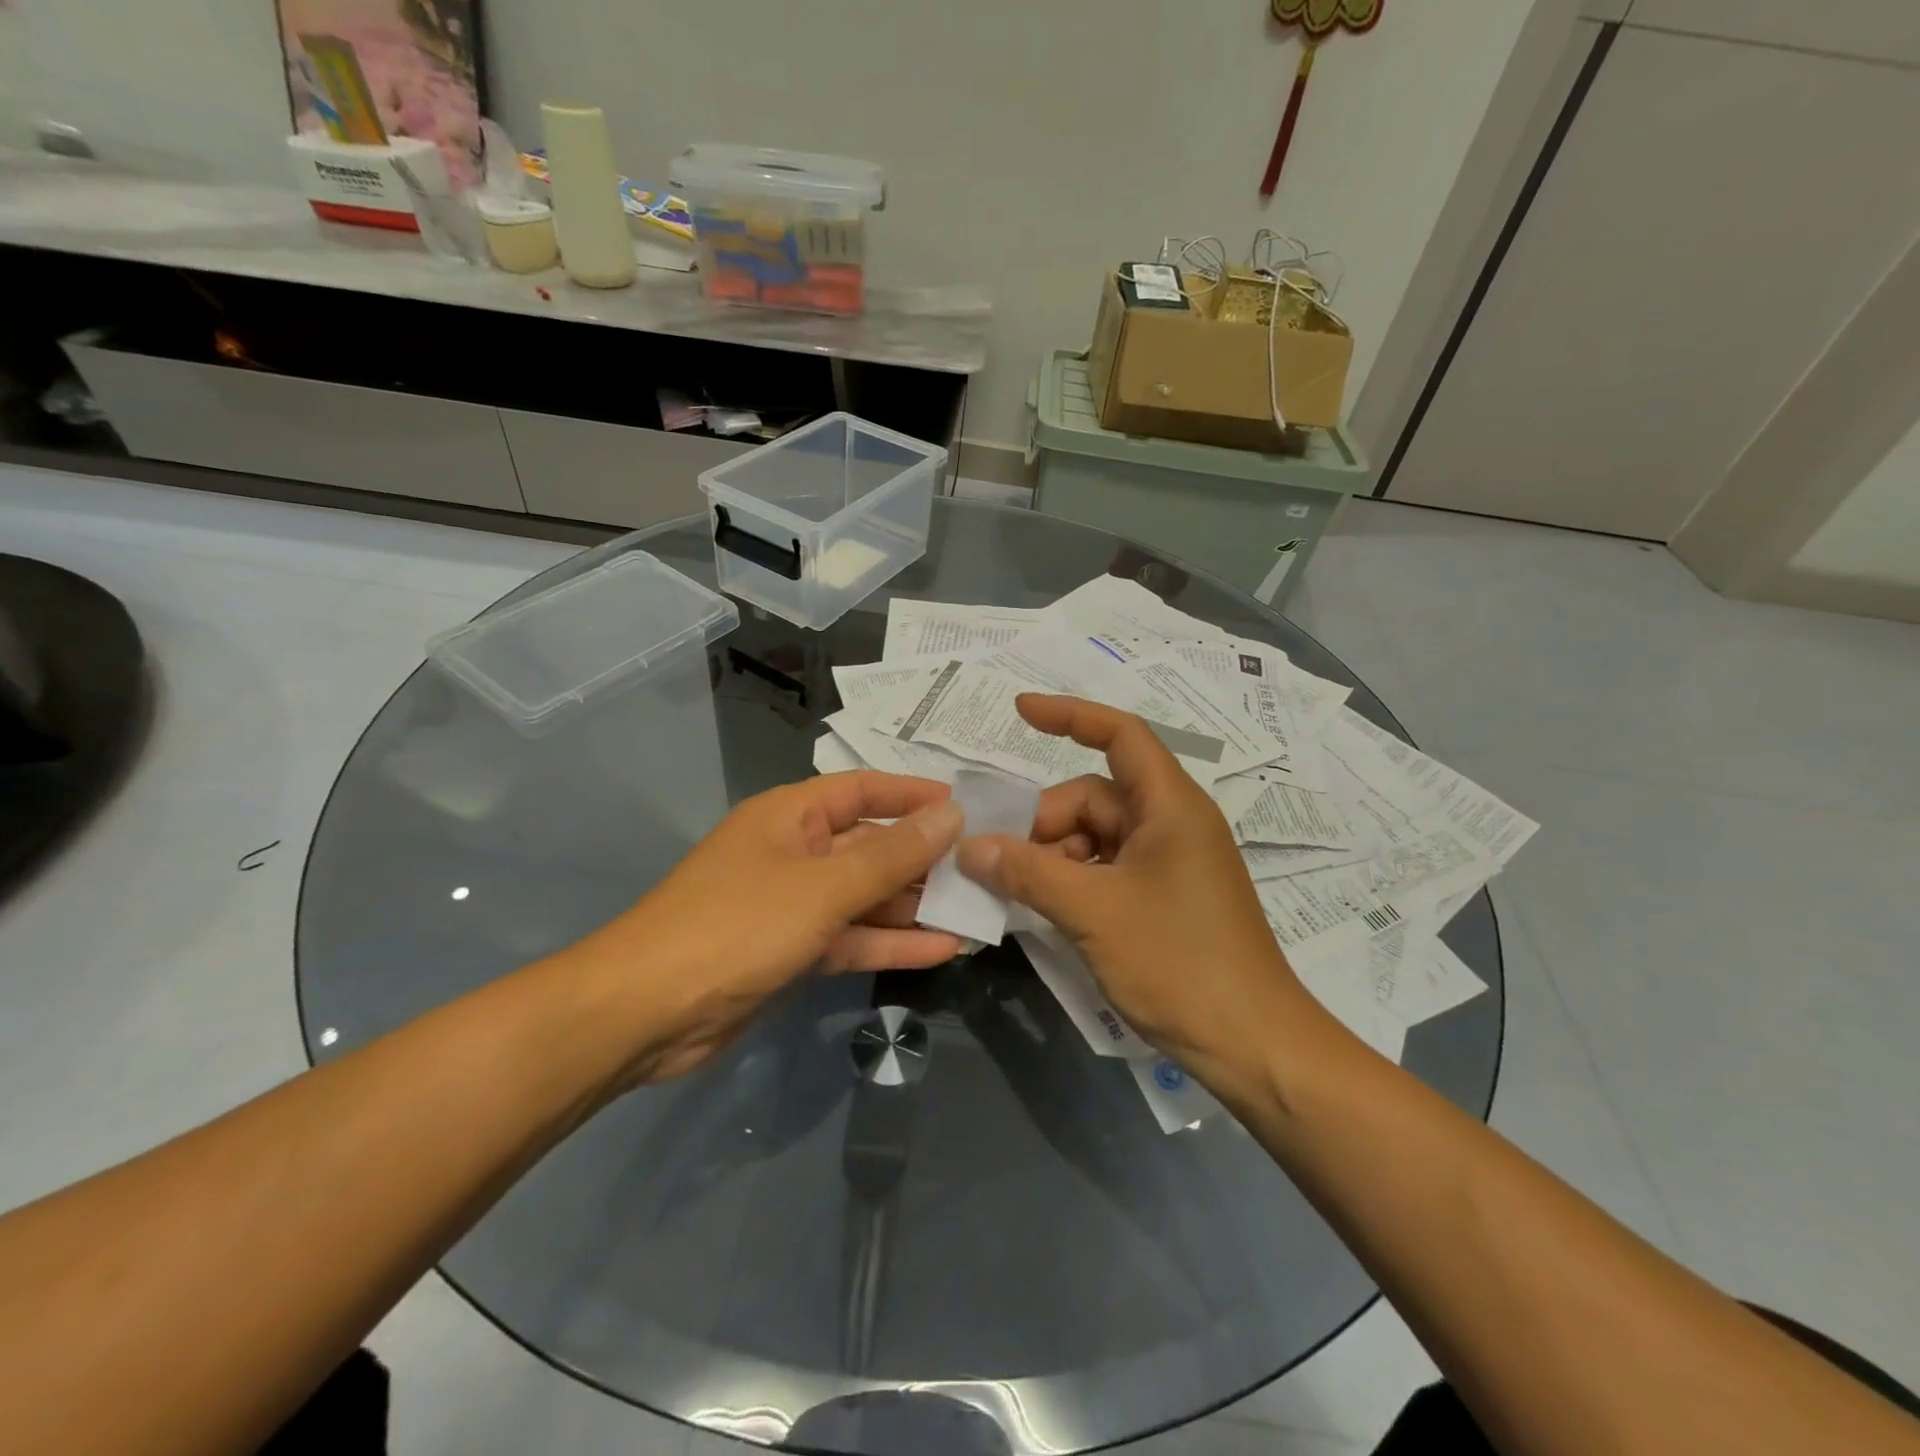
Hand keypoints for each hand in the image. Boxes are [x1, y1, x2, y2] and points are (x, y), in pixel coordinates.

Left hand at [564, 772, 963, 1084]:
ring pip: (865, 896)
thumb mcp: (823, 887)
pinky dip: (889, 942)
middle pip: (870, 845)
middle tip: (983, 868)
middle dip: (923, 858)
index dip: (914, 794)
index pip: (864, 789)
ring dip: (914, 905)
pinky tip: (943, 950)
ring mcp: (792, 904)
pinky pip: (850, 937)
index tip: (966, 805)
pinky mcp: (791, 950)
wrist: (646, 1013)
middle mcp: (794, 851)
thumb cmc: (738, 926)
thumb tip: (951, 816)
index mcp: (792, 815)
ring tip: (976, 911)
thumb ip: (891, 855)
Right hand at [957, 695, 1327, 1089]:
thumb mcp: (1093, 911)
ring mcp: (1170, 862)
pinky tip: (1048, 910)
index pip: (1119, 734)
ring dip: (1054, 857)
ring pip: (1096, 837)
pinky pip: (1107, 868)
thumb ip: (1027, 872)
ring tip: (1020, 894)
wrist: (1253, 1044)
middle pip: (1093, 797)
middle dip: (1044, 823)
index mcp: (1169, 806)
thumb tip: (969, 846)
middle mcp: (1172, 823)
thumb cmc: (1179, 963)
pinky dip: (1073, 880)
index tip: (1019, 711)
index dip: (1069, 715)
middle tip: (999, 863)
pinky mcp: (1165, 896)